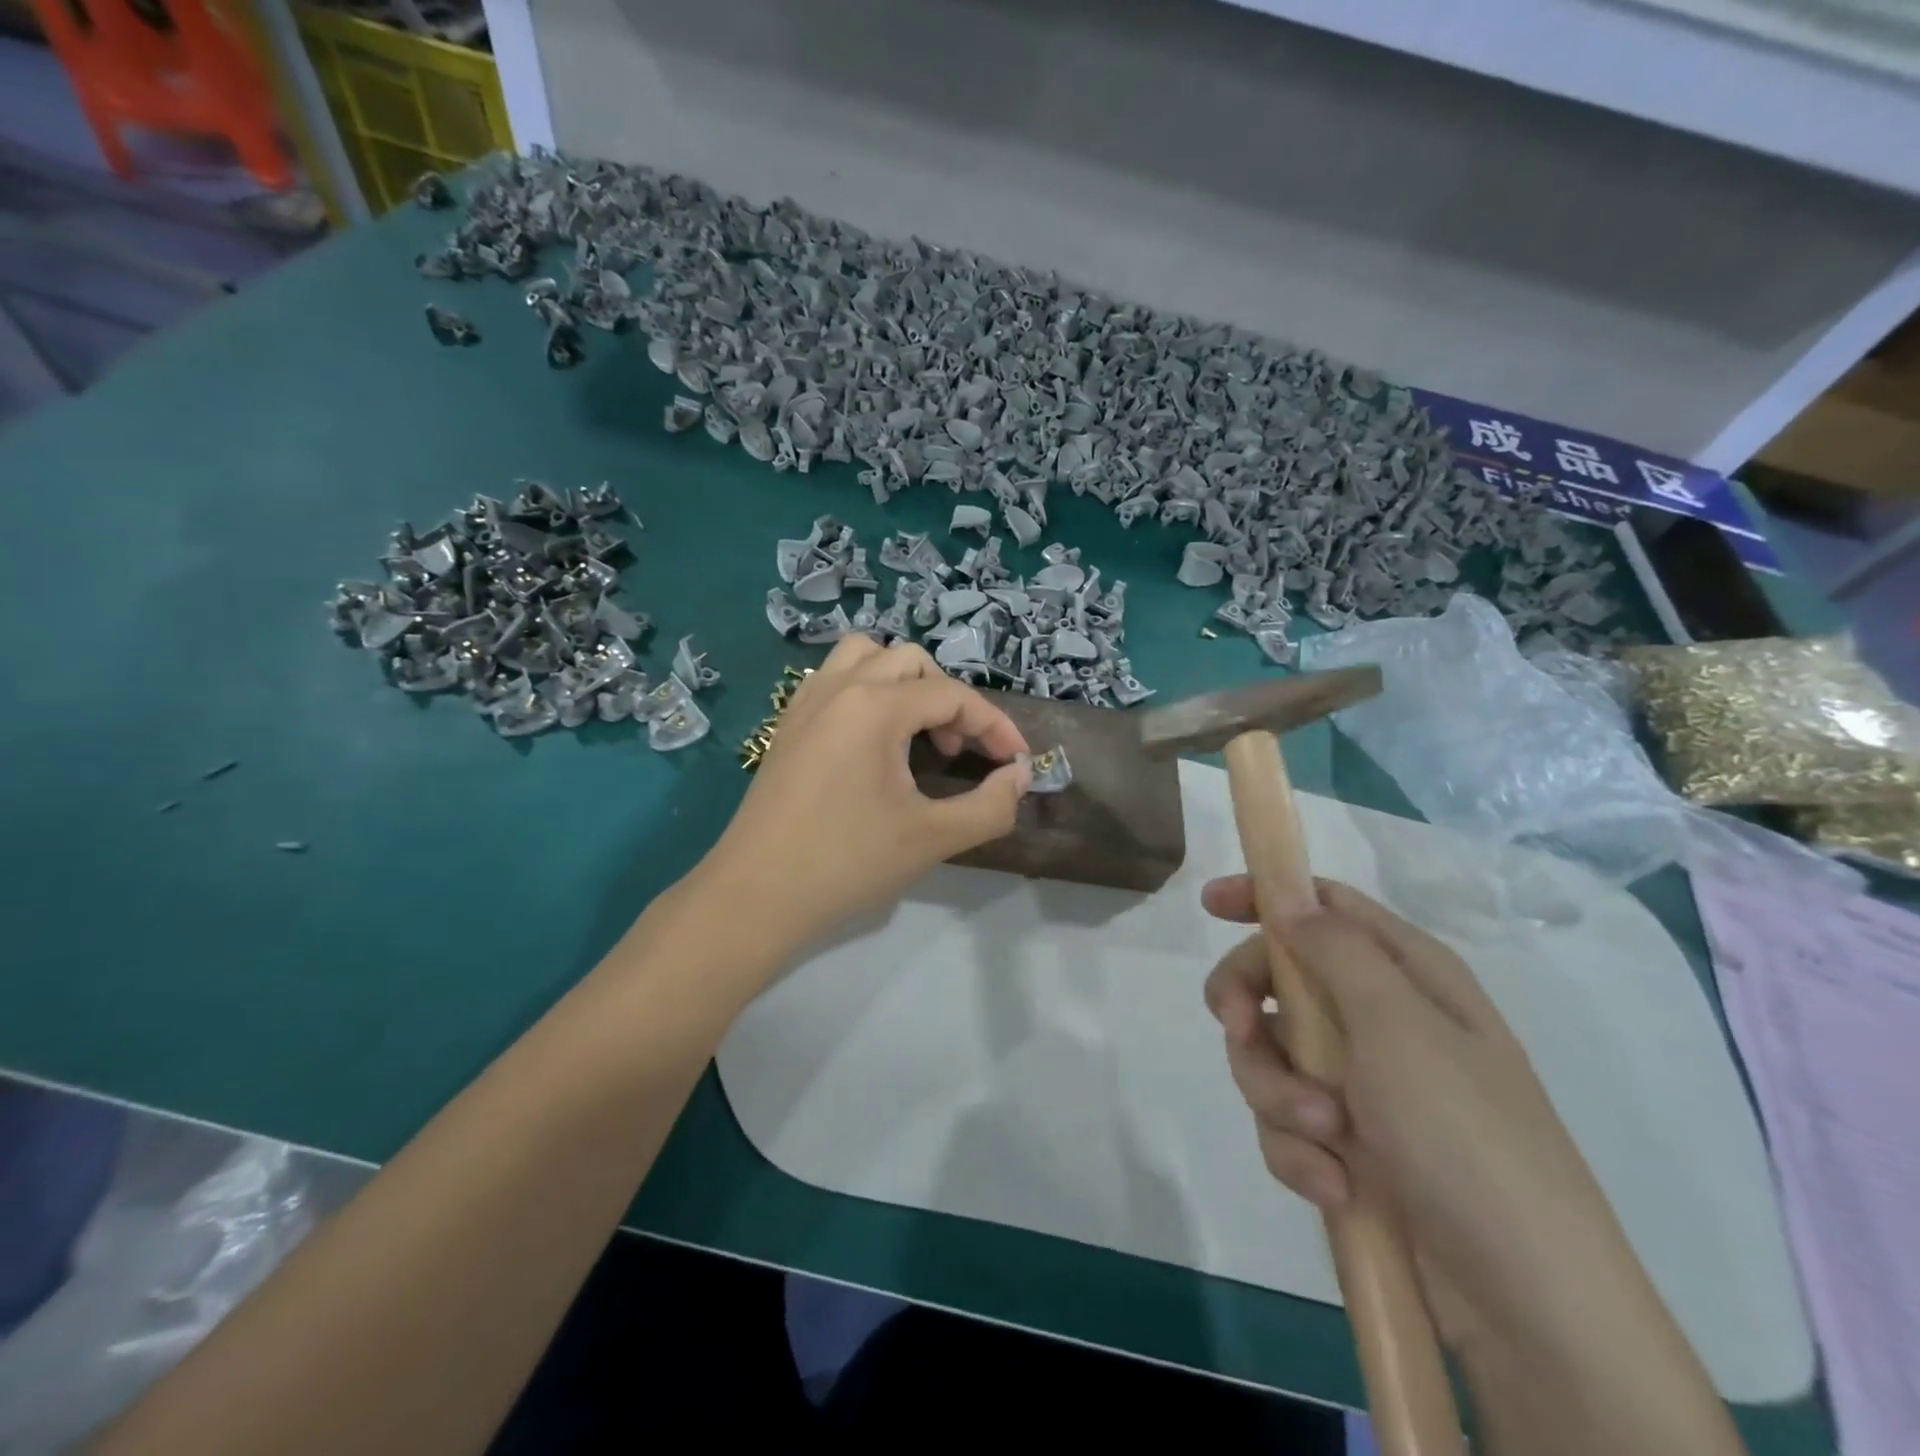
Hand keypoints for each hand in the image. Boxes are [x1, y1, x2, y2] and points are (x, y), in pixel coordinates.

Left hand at [699, 637, 1031, 952]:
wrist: (755, 895)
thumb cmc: (847, 863)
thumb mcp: (932, 838)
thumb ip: (990, 805)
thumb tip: (1019, 776)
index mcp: (875, 705)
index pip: (953, 696)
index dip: (994, 726)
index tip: (1016, 762)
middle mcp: (839, 687)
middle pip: (911, 661)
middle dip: (948, 698)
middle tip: (957, 750)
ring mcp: (806, 701)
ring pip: (865, 656)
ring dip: (903, 681)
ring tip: (916, 730)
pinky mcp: (787, 723)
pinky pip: (834, 678)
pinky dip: (866, 689)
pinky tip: (872, 739)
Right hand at [1201, 876, 1642, 1349]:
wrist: (1526, 1307)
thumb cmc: (1464, 1138)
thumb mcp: (1397, 1027)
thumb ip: (1334, 949)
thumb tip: (1286, 893)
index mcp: (1406, 974)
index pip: (1325, 905)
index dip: (1267, 896)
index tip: (1210, 906)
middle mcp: (1381, 1019)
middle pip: (1279, 978)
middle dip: (1249, 1006)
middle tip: (1239, 1030)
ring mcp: (1362, 1084)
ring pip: (1271, 1055)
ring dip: (1277, 1094)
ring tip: (1323, 1137)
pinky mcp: (1347, 1143)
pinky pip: (1285, 1122)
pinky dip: (1297, 1151)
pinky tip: (1334, 1185)